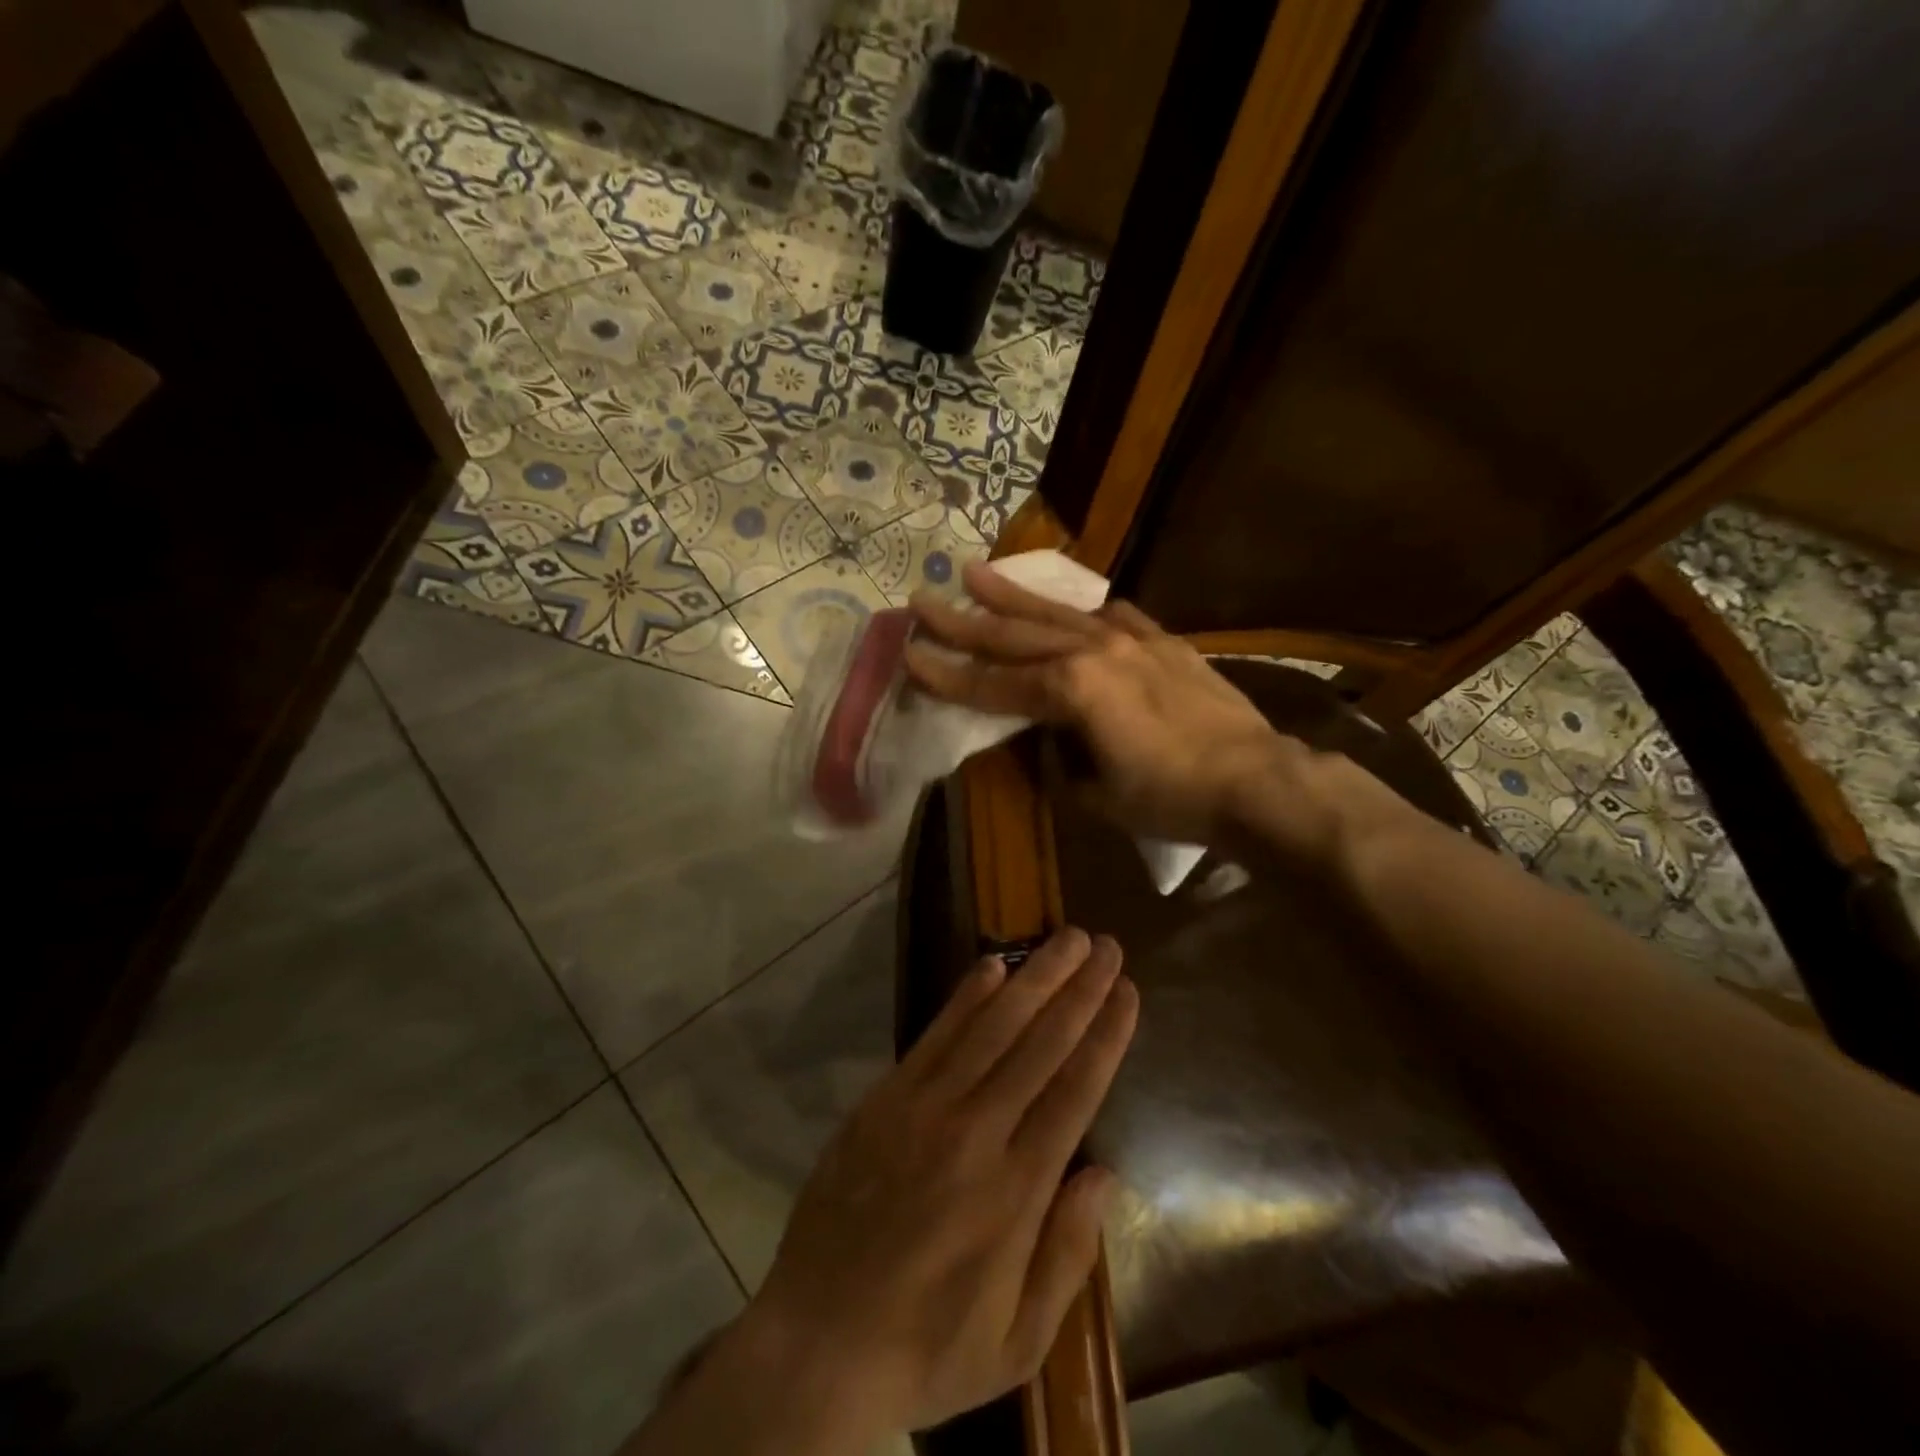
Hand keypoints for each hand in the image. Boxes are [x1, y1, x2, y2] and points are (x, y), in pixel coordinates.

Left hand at [744, 928, 1136, 1437]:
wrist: (817, 1342)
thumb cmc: (928, 1347)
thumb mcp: (1017, 1340)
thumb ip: (1068, 1255)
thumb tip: (1104, 1173)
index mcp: (1016, 1191)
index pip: (1075, 1091)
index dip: (1105, 1035)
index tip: (1127, 992)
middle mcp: (976, 1133)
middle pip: (1040, 1044)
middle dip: (1079, 989)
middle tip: (1107, 945)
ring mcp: (925, 1108)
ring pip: (991, 1027)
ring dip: (1033, 977)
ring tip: (1066, 938)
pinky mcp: (885, 1099)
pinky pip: (934, 1036)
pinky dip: (966, 997)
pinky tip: (992, 967)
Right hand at [906, 561, 1292, 843]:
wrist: (1255, 779)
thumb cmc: (1170, 798)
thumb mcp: (1096, 794)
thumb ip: (1060, 758)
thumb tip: (1048, 738)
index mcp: (1071, 692)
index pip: (993, 684)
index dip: (948, 674)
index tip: (910, 655)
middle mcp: (1093, 653)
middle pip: (1015, 634)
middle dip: (963, 620)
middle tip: (921, 599)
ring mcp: (1131, 640)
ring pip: (1059, 612)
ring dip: (1013, 595)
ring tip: (975, 573)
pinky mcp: (1162, 642)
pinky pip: (1113, 616)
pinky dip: (1085, 610)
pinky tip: (1073, 602)